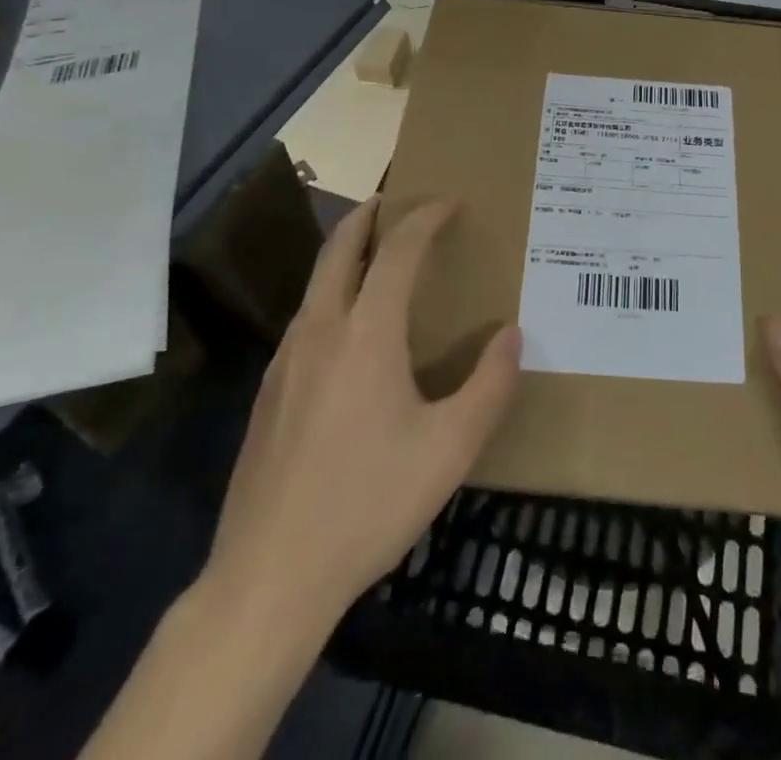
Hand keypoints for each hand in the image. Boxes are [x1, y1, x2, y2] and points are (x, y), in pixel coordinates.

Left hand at [199, 197, 522, 628]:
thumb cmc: (369, 504)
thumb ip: (490, 385)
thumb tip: (512, 334)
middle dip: (369, 214)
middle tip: (396, 202)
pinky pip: (306, 317)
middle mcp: (321, 329)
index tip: (448, 203)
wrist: (268, 577)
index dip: (425, 219)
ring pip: (317, 282)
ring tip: (379, 257)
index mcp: (366, 333)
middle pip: (339, 248)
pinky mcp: (269, 391)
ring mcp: (286, 359)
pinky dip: (333, 292)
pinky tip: (350, 328)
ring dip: (347, 253)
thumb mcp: (450, 449)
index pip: (398, 251)